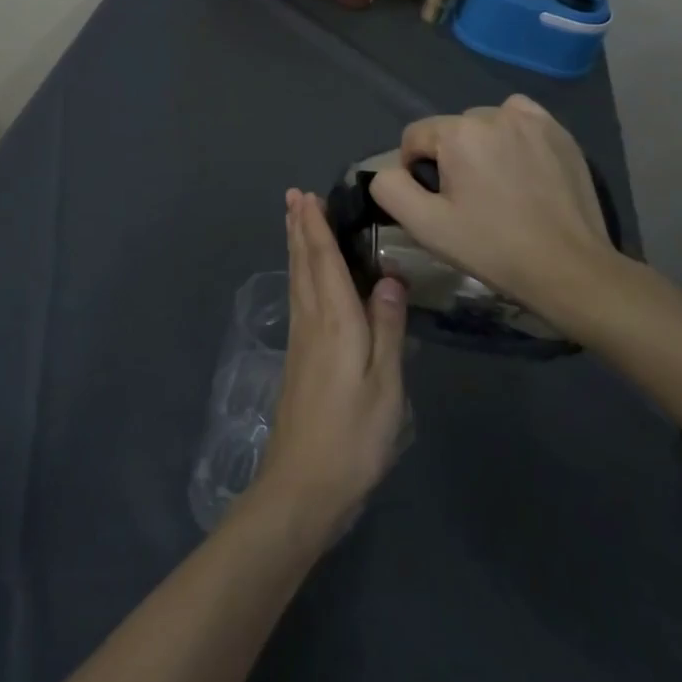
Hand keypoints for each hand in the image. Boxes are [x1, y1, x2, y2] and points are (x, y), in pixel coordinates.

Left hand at [252, 190, 407, 538]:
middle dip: (299, 228)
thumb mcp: (385, 385)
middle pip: (303, 264)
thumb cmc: (354, 436)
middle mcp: (311, 321)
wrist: (304, 485)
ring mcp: (301, 341)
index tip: (305, 196)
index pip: (322, 261)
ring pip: (296, 279)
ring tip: (293, 222)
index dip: (315, 227)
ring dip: (295, 247)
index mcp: (334, 321)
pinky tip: (302, 278)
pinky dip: (298, 274)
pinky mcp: (298, 359)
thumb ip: (386, 328)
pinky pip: (297, 298)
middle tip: (293, 197)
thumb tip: (388, 277)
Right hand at [369, 94, 639, 339]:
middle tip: (468, 200)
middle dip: (450, 158)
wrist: (569, 268)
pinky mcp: (560, 133)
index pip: (414, 137)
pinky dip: (513, 136)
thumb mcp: (426, 226)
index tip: (436, 202)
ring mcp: (532, 121)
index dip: (415, 170)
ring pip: (485, 125)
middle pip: (450, 130)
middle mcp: (494, 114)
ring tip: (497, 186)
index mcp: (459, 132)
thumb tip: (388, 171)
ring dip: (481, 147)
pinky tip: (521, 168)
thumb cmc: (492, 247)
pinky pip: (520, 120)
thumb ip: (391, 189)